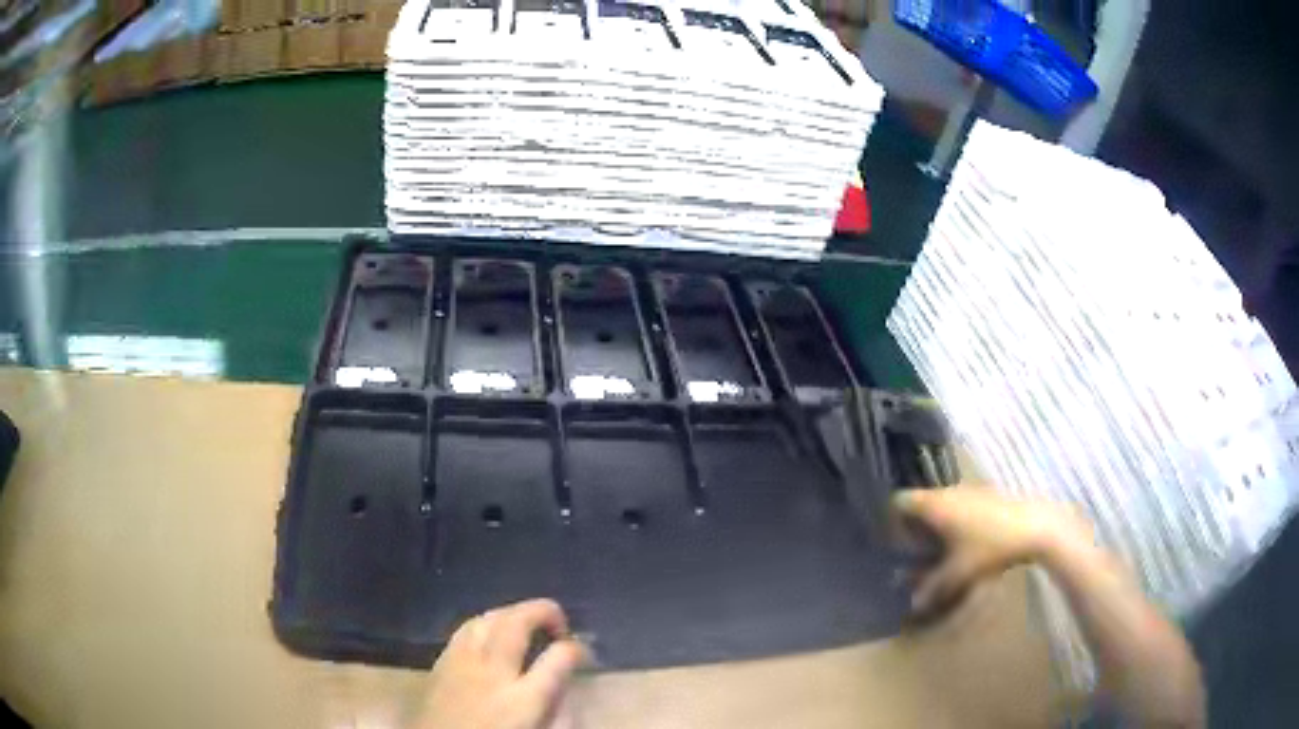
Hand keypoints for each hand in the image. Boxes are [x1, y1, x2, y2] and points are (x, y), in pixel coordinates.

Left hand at [417, 599, 587, 728]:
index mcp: (523, 700)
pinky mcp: (439, 664)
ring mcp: (460, 664)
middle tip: (559, 623)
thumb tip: (565, 685)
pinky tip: (491, 634)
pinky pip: (464, 630)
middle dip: (543, 612)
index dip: (577, 649)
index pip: (559, 658)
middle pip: (516, 623)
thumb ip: (555, 710)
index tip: (582, 652)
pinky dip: (485, 624)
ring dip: (512, 614)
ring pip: (487, 619)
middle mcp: (491, 674)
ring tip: (527, 624)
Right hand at [893, 488, 1090, 612]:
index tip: (888, 542)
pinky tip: (962, 544)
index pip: (900, 501)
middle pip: (920, 503)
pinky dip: (953, 522)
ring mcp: (969, 491)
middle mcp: (949, 492)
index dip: (890, 519)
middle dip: (912, 527)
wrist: (1035, 526)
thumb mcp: (958, 573)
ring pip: (941, 505)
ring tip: (934, 552)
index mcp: (935, 504)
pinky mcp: (986, 496)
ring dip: (934, 525)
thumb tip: (912, 604)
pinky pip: (959, 506)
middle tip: (909, 553)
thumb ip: (932, 588)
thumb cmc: (990, 546)